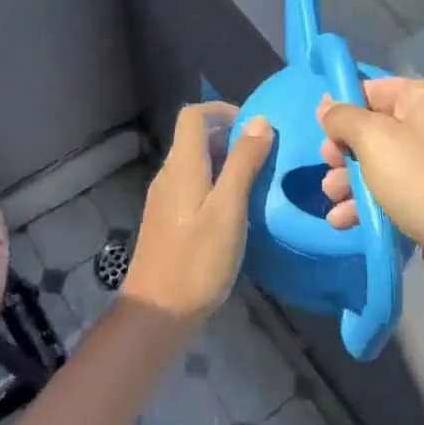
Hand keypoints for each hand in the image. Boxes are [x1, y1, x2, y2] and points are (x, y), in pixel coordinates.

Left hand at [123, 103, 272, 325]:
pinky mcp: (168, 222)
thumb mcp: (228, 209)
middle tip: (265, 156)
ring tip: (258, 181)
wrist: (158, 313)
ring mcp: (165, 200)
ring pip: (196, 164)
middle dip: (230, 137)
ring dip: (225, 162)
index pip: (193, 115)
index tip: (255, 127)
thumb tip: (260, 121)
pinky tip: (237, 211)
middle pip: (195, 138)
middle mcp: (168, 176)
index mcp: (181, 166)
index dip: (223, 111)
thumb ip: (243, 163)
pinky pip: (193, 187)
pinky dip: (216, 185)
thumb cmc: (197, 260)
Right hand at [317, 77, 423, 302]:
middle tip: (328, 170)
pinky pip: (395, 192)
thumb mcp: (374, 140)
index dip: (343, 108)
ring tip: (333, 201)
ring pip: (381, 163)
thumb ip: (343, 117)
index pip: (373, 89)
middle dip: (344, 152)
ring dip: (350, 181)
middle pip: (375, 128)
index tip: (320, 133)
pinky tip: (345, 222)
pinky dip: (369, 203)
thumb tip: (327, 105)